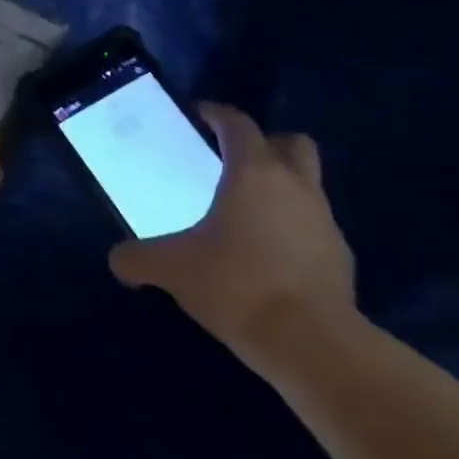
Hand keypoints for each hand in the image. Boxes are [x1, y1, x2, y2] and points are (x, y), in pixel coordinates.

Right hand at [107, 104, 356, 376]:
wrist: (310, 343)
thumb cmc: (236, 284)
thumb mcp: (172, 270)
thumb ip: (138, 258)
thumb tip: (118, 260)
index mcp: (253, 173)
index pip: (238, 125)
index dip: (217, 114)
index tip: (200, 115)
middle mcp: (295, 186)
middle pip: (291, 143)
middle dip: (266, 143)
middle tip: (235, 160)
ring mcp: (324, 220)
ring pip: (307, 185)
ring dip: (281, 188)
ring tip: (247, 214)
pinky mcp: (340, 257)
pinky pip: (314, 227)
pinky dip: (294, 230)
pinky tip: (269, 257)